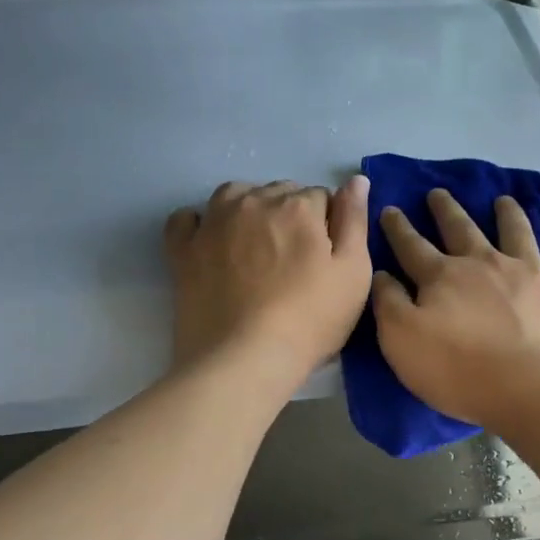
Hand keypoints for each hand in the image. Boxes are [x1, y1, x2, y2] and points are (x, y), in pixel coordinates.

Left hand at [165, 176, 371, 384]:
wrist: (244, 360)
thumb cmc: (310, 319)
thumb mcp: (353, 273)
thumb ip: (355, 221)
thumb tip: (356, 180)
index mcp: (298, 206)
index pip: (321, 197)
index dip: (327, 225)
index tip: (326, 256)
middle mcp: (254, 202)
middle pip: (279, 193)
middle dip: (291, 214)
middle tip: (295, 259)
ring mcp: (213, 224)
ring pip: (235, 195)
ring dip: (250, 208)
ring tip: (257, 244)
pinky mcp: (183, 250)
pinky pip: (186, 219)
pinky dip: (199, 222)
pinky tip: (210, 240)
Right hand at [373, 189, 539, 429]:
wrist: (533, 389)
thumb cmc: (459, 371)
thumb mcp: (402, 341)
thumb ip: (389, 304)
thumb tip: (381, 274)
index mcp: (443, 276)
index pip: (412, 246)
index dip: (398, 228)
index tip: (391, 209)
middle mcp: (485, 264)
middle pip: (461, 229)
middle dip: (446, 210)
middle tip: (438, 192)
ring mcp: (530, 274)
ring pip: (517, 232)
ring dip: (509, 214)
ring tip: (503, 200)